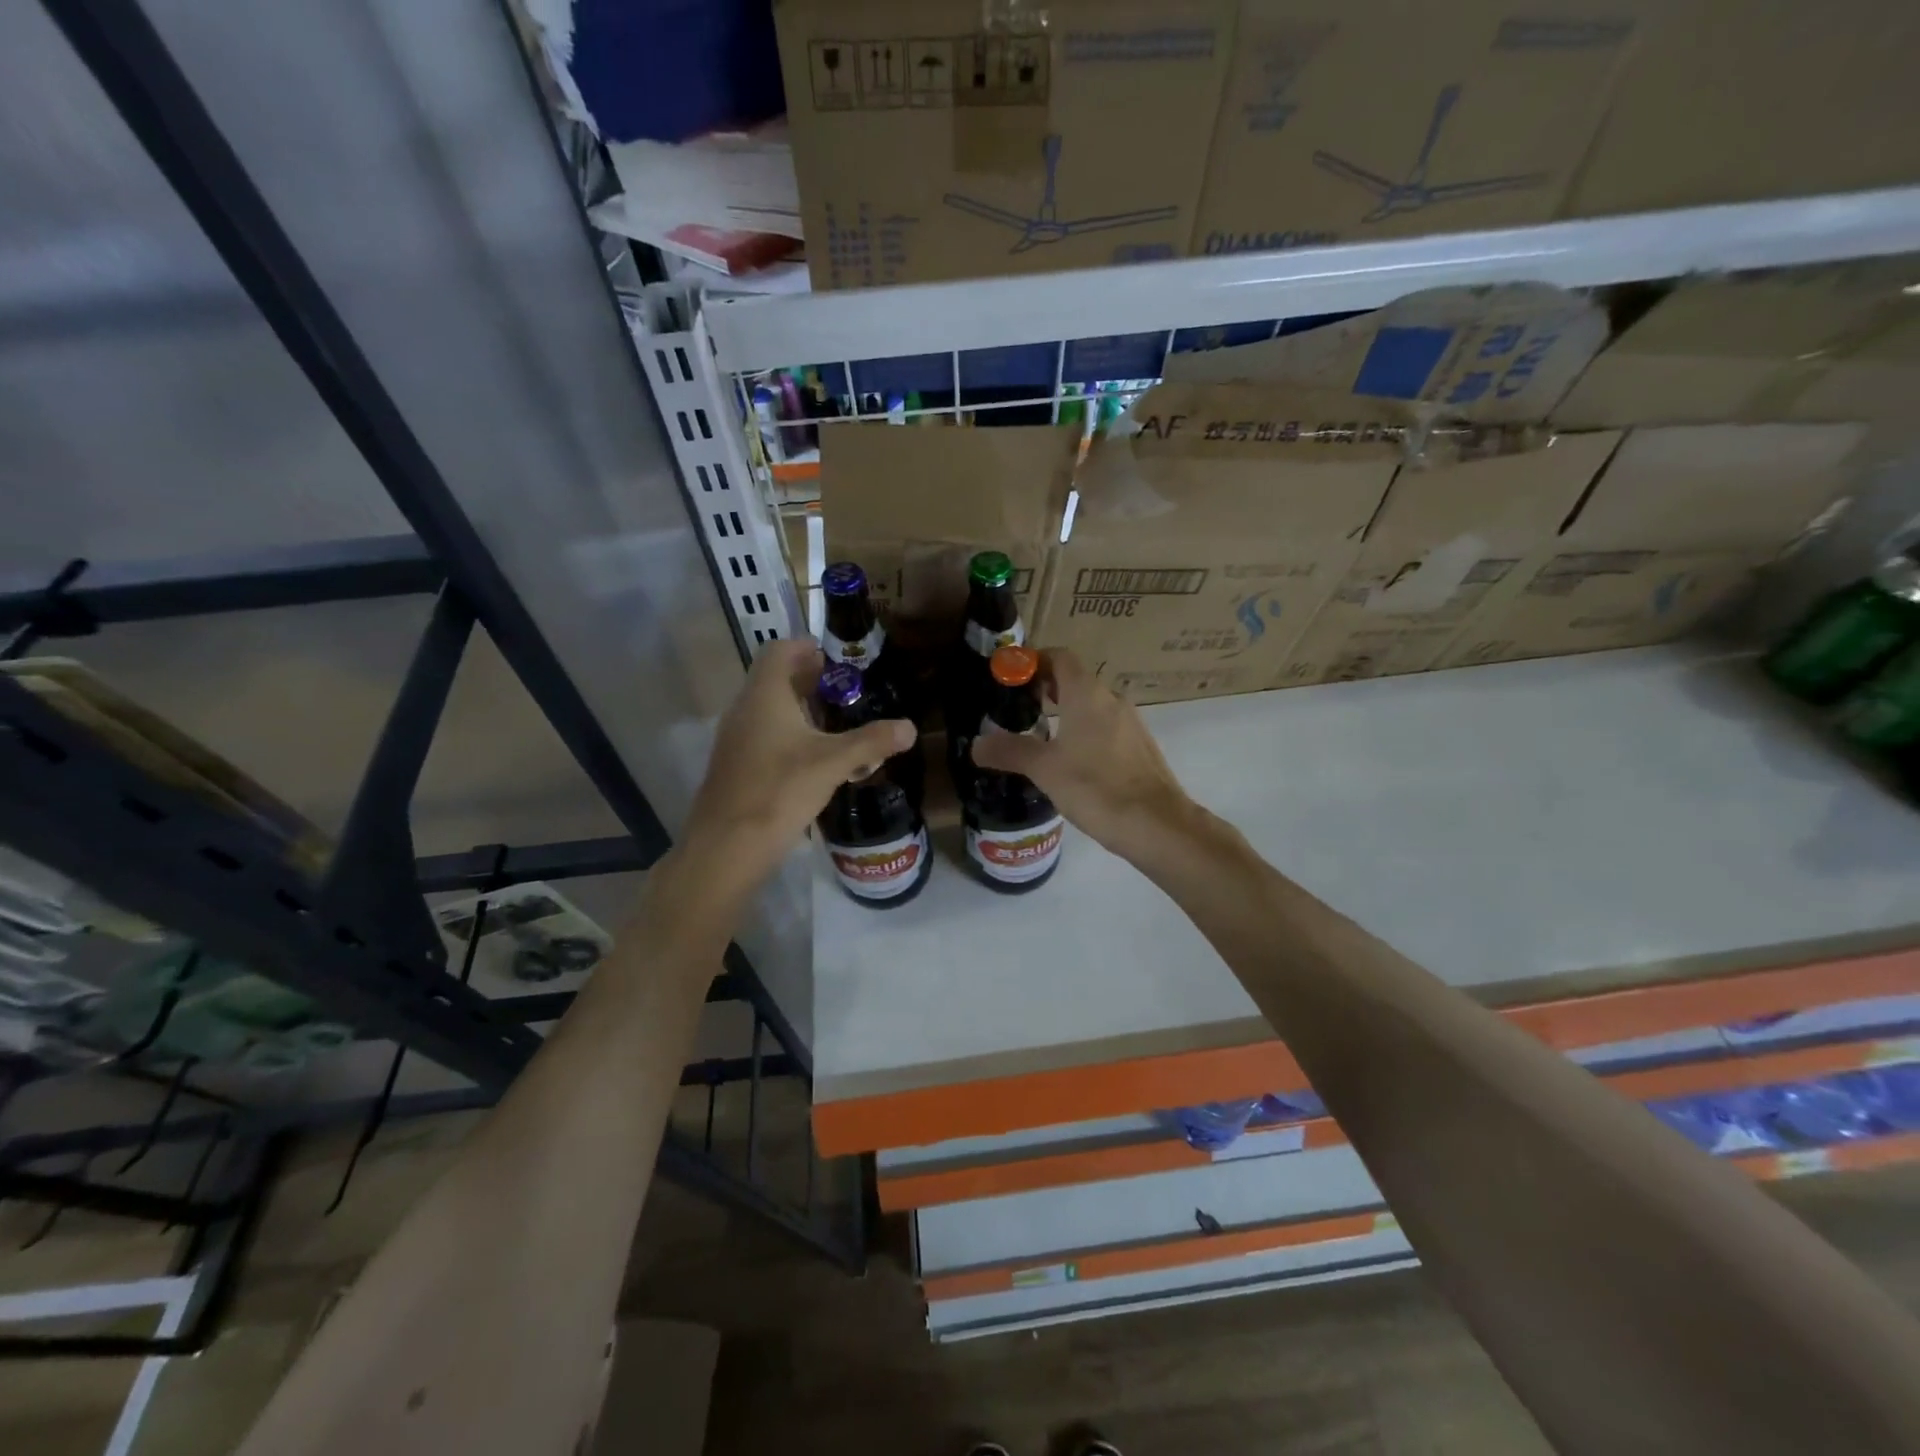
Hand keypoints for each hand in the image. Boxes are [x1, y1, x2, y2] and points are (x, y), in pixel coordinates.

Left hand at [682, 639, 915, 895]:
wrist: (727, 846)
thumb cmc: (779, 791)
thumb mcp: (833, 763)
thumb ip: (871, 742)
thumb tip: (910, 728)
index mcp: (764, 695)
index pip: (779, 650)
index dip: (808, 649)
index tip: (839, 662)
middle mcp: (745, 709)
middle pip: (776, 679)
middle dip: (812, 682)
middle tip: (848, 695)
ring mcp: (736, 738)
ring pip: (770, 710)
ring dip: (802, 711)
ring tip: (838, 726)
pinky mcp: (736, 765)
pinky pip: (765, 735)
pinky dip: (790, 736)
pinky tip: (815, 760)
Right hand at [971, 648, 1193, 863]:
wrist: (1156, 824)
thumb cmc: (1095, 787)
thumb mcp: (1044, 769)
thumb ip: (1009, 751)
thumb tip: (976, 744)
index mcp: (1087, 694)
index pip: (1060, 657)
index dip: (1034, 661)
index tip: (1011, 678)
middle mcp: (1112, 699)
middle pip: (1075, 680)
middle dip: (1046, 689)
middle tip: (1018, 709)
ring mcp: (1131, 723)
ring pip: (1092, 706)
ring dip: (1066, 712)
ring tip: (1039, 737)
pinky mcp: (1140, 748)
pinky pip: (1106, 728)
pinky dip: (1085, 732)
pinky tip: (1071, 762)